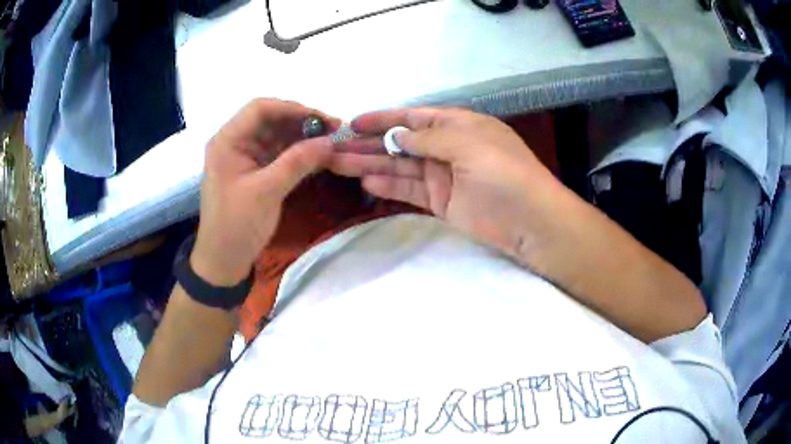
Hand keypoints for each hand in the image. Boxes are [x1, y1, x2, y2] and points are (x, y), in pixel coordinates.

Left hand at [191, 99, 337, 285]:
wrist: (223, 261)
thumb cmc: (236, 225)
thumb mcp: (266, 192)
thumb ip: (297, 162)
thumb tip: (331, 140)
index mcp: (228, 141)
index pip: (260, 108)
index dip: (292, 108)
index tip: (322, 119)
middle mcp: (236, 143)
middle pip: (271, 120)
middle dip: (302, 122)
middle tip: (335, 130)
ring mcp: (246, 157)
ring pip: (278, 136)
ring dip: (304, 137)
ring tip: (332, 143)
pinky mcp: (255, 172)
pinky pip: (279, 154)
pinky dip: (299, 153)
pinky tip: (319, 156)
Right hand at [329, 107, 562, 260]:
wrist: (530, 221)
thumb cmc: (504, 172)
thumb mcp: (468, 144)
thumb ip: (429, 139)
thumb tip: (396, 136)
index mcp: (458, 125)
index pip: (413, 118)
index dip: (383, 119)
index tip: (353, 122)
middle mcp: (447, 147)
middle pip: (401, 142)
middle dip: (370, 143)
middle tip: (336, 147)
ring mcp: (443, 175)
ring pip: (400, 166)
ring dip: (372, 164)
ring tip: (339, 164)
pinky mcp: (440, 201)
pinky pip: (409, 190)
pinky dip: (389, 186)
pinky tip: (366, 181)